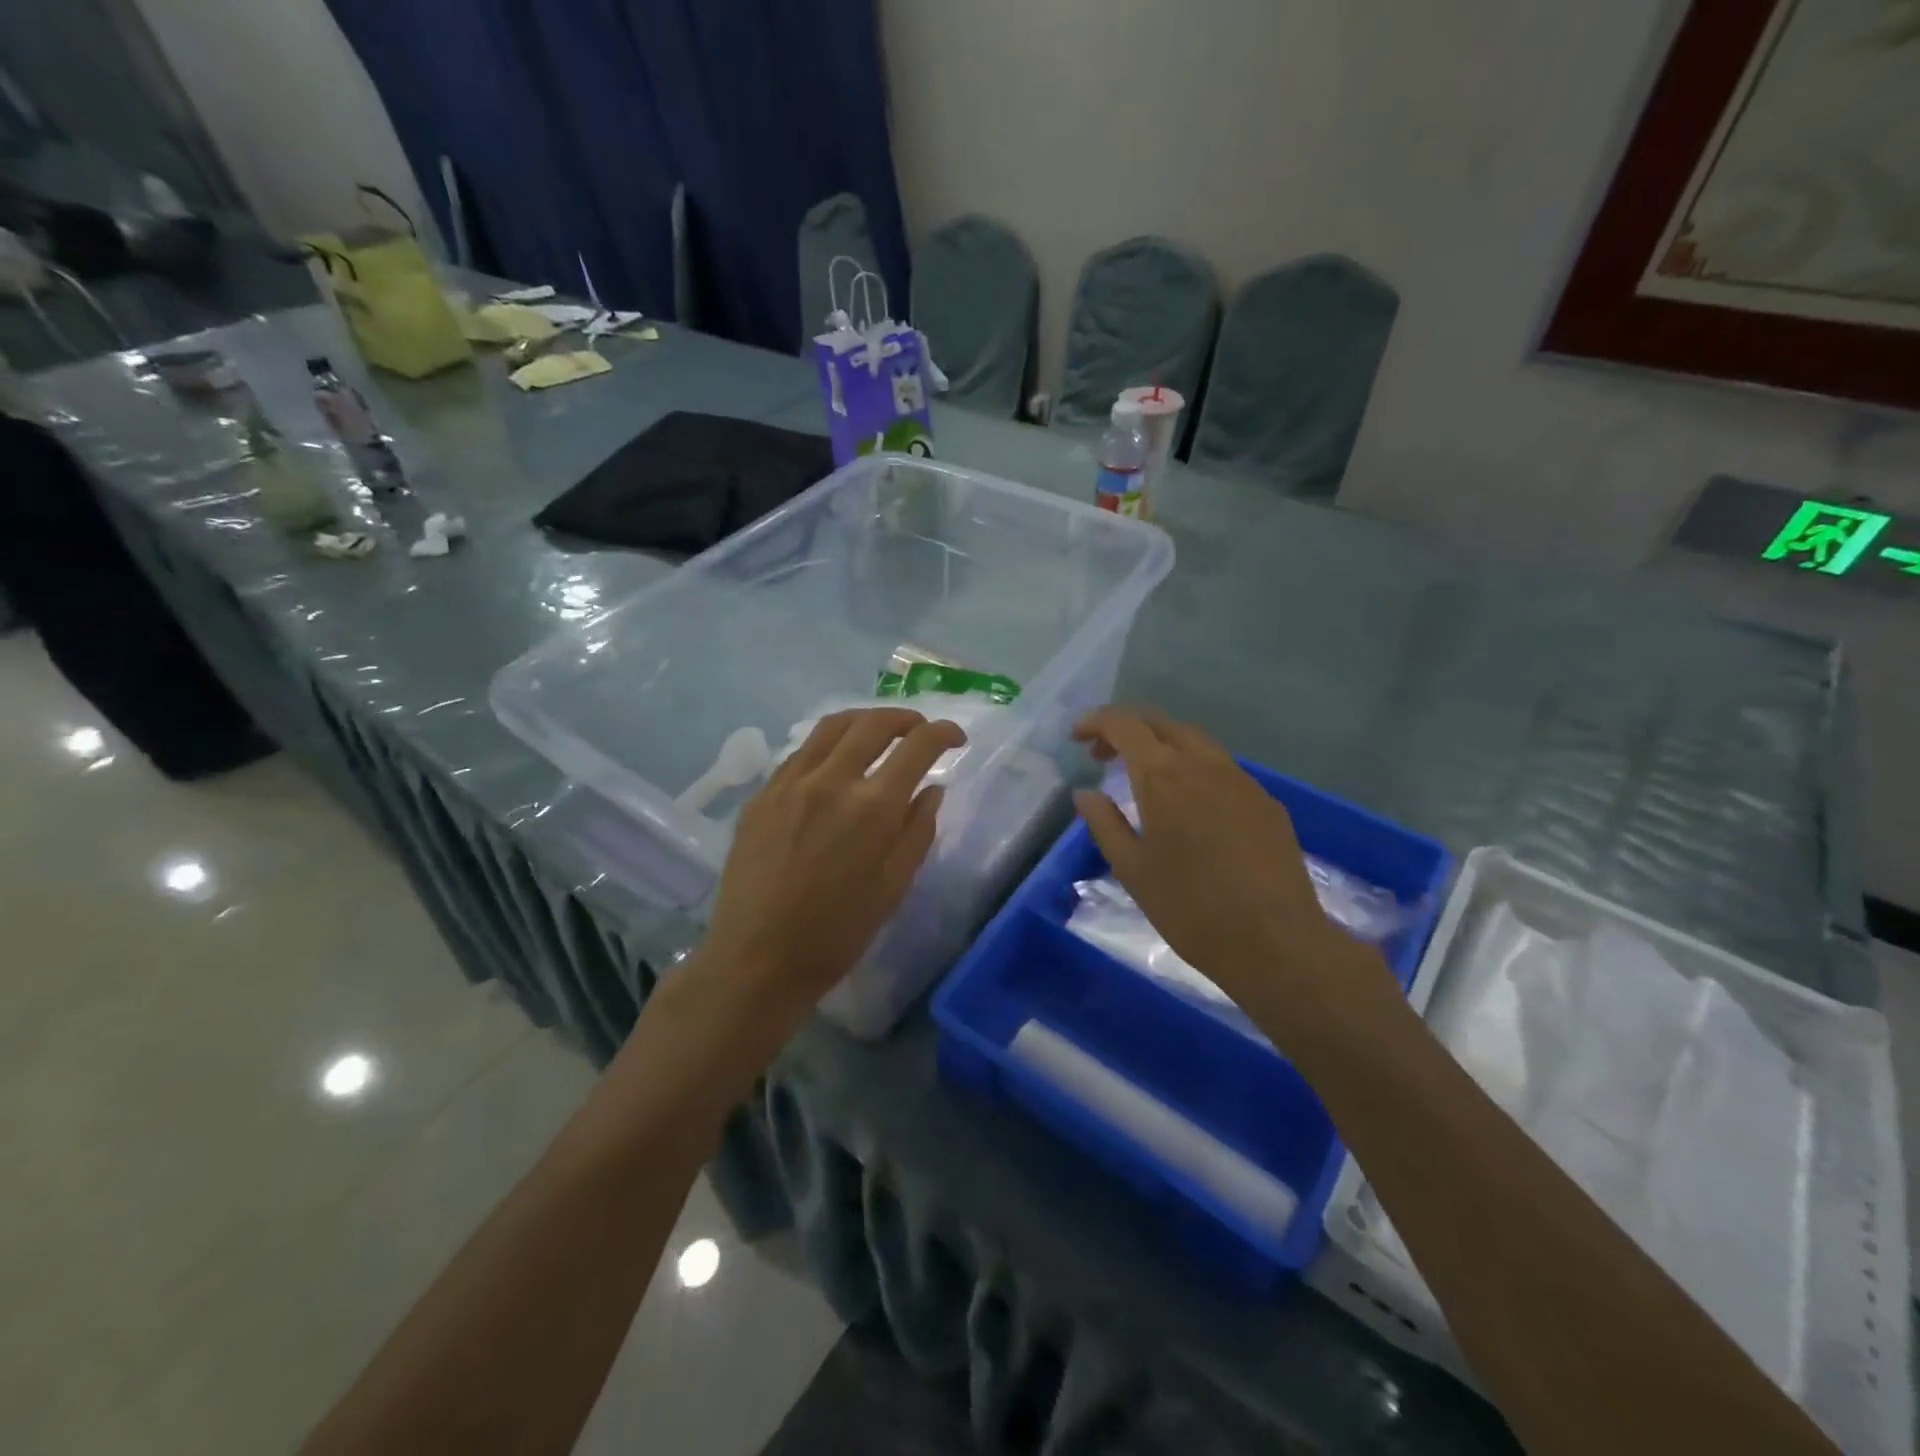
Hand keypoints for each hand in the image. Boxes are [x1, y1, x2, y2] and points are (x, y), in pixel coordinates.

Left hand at [697, 707, 964, 1033]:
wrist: (758, 959)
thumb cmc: (837, 933)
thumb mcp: (894, 887)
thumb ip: (918, 830)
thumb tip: (932, 789)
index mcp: (873, 807)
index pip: (918, 746)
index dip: (943, 733)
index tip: (956, 738)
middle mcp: (831, 781)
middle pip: (874, 723)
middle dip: (906, 718)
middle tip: (920, 730)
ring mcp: (791, 783)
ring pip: (832, 726)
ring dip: (865, 720)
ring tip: (880, 731)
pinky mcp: (762, 794)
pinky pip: (801, 751)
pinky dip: (829, 743)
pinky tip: (835, 761)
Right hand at [1072, 708, 1399, 1055]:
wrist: (1274, 941)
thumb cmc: (1189, 907)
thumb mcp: (1131, 869)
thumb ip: (1104, 823)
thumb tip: (1086, 793)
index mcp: (1164, 775)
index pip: (1125, 724)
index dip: (1097, 722)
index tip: (1078, 737)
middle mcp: (1204, 764)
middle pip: (1162, 723)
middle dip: (1128, 730)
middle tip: (1103, 756)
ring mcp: (1241, 780)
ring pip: (1196, 742)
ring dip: (1163, 746)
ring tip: (1144, 778)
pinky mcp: (1266, 802)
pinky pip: (1222, 768)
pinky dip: (1193, 769)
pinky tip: (1190, 806)